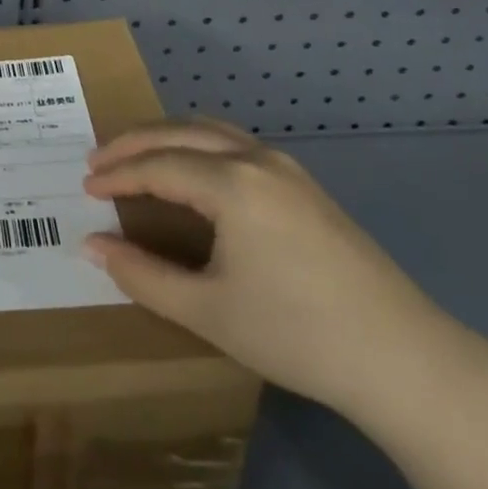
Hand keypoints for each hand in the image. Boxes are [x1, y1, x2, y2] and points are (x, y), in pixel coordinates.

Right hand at [82, 119, 447, 414]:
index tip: (85, 187)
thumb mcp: (207, 311)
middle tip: (97, 160)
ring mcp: (285, 167)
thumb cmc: (296, 334)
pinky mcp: (304, 183)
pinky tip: (191, 170)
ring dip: (166, 137)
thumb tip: (92, 246)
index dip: (117, 175)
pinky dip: (197, 145)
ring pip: (210, 130)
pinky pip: (234, 144)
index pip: (157, 166)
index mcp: (231, 184)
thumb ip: (142, 275)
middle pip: (179, 133)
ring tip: (135, 156)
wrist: (402, 358)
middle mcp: (256, 159)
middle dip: (133, 143)